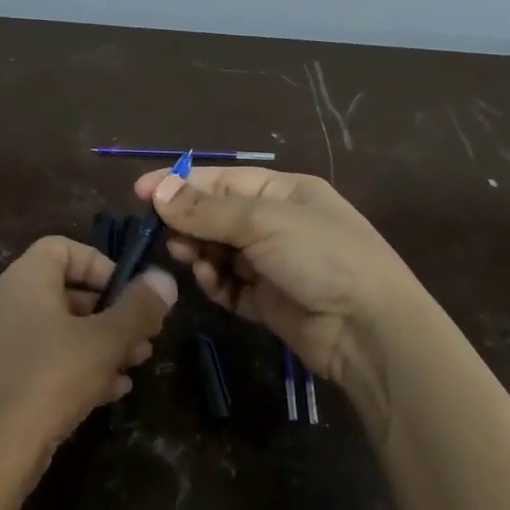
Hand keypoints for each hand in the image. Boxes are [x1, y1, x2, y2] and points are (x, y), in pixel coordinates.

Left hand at [0, 236, 176, 509]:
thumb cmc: (47, 379)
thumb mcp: (104, 342)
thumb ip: (138, 309)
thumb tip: (165, 278)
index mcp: (22, 280)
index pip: (62, 248)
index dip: (101, 264)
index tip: (130, 294)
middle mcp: (2, 304)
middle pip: (62, 292)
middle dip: (109, 313)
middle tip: (143, 338)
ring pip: (54, 332)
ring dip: (97, 345)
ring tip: (133, 367)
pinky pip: (39, 362)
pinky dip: (73, 369)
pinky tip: (108, 393)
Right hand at [135, 167, 427, 401]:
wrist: (369, 329)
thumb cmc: (321, 257)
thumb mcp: (263, 222)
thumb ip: (207, 210)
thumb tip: (157, 191)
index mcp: (285, 192)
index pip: (222, 180)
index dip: (181, 184)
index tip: (140, 192)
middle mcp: (278, 224)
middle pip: (218, 216)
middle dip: (190, 223)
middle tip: (166, 235)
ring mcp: (273, 264)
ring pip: (220, 252)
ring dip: (201, 253)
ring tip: (190, 258)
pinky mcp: (268, 301)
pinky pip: (230, 286)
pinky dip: (217, 283)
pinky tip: (212, 282)